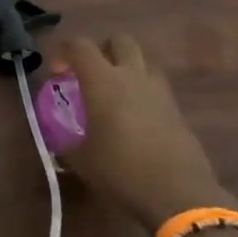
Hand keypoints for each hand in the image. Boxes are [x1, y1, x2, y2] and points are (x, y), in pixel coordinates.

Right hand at [58, 34, 228, 233]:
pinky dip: (144, 92)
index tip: (57, 73)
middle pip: (119, 41)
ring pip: (143, 61)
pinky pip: (157, 87)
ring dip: (127, 68)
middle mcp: (132, 76)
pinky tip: (137, 118)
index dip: (64, 51)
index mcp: (103, 80)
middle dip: (103, 49)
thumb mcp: (81, 160)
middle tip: (91, 73)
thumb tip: (58, 137)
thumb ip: (65, 140)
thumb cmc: (121, 171)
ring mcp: (159, 91)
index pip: (80, 45)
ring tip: (116, 93)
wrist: (179, 195)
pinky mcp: (177, 110)